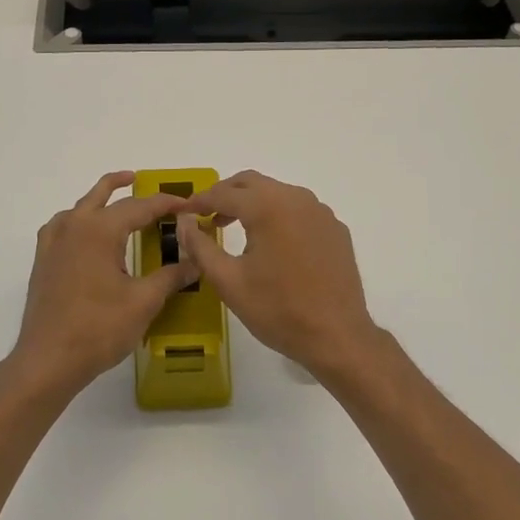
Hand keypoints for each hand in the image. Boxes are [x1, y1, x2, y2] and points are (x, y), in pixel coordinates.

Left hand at [8, 172, 201, 397]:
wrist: (48, 360)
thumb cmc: (99, 328)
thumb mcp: (144, 301)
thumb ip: (172, 276)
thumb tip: (197, 261)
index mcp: (99, 230)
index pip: (139, 206)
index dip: (166, 203)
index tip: (188, 203)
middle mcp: (73, 227)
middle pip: (102, 195)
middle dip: (124, 185)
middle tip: (143, 180)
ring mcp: (53, 243)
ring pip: (79, 207)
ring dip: (99, 199)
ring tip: (115, 198)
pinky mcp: (43, 261)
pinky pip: (62, 226)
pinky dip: (78, 219)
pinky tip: (85, 234)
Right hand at [175, 171, 383, 377]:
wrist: (337, 336)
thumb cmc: (278, 310)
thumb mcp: (229, 281)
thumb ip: (201, 247)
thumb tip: (184, 223)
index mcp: (269, 207)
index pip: (225, 193)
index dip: (199, 201)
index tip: (182, 211)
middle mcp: (297, 199)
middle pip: (252, 183)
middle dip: (226, 194)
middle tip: (205, 214)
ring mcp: (321, 213)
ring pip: (278, 194)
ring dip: (252, 203)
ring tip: (233, 227)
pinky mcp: (335, 229)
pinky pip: (300, 210)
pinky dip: (278, 216)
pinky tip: (271, 243)